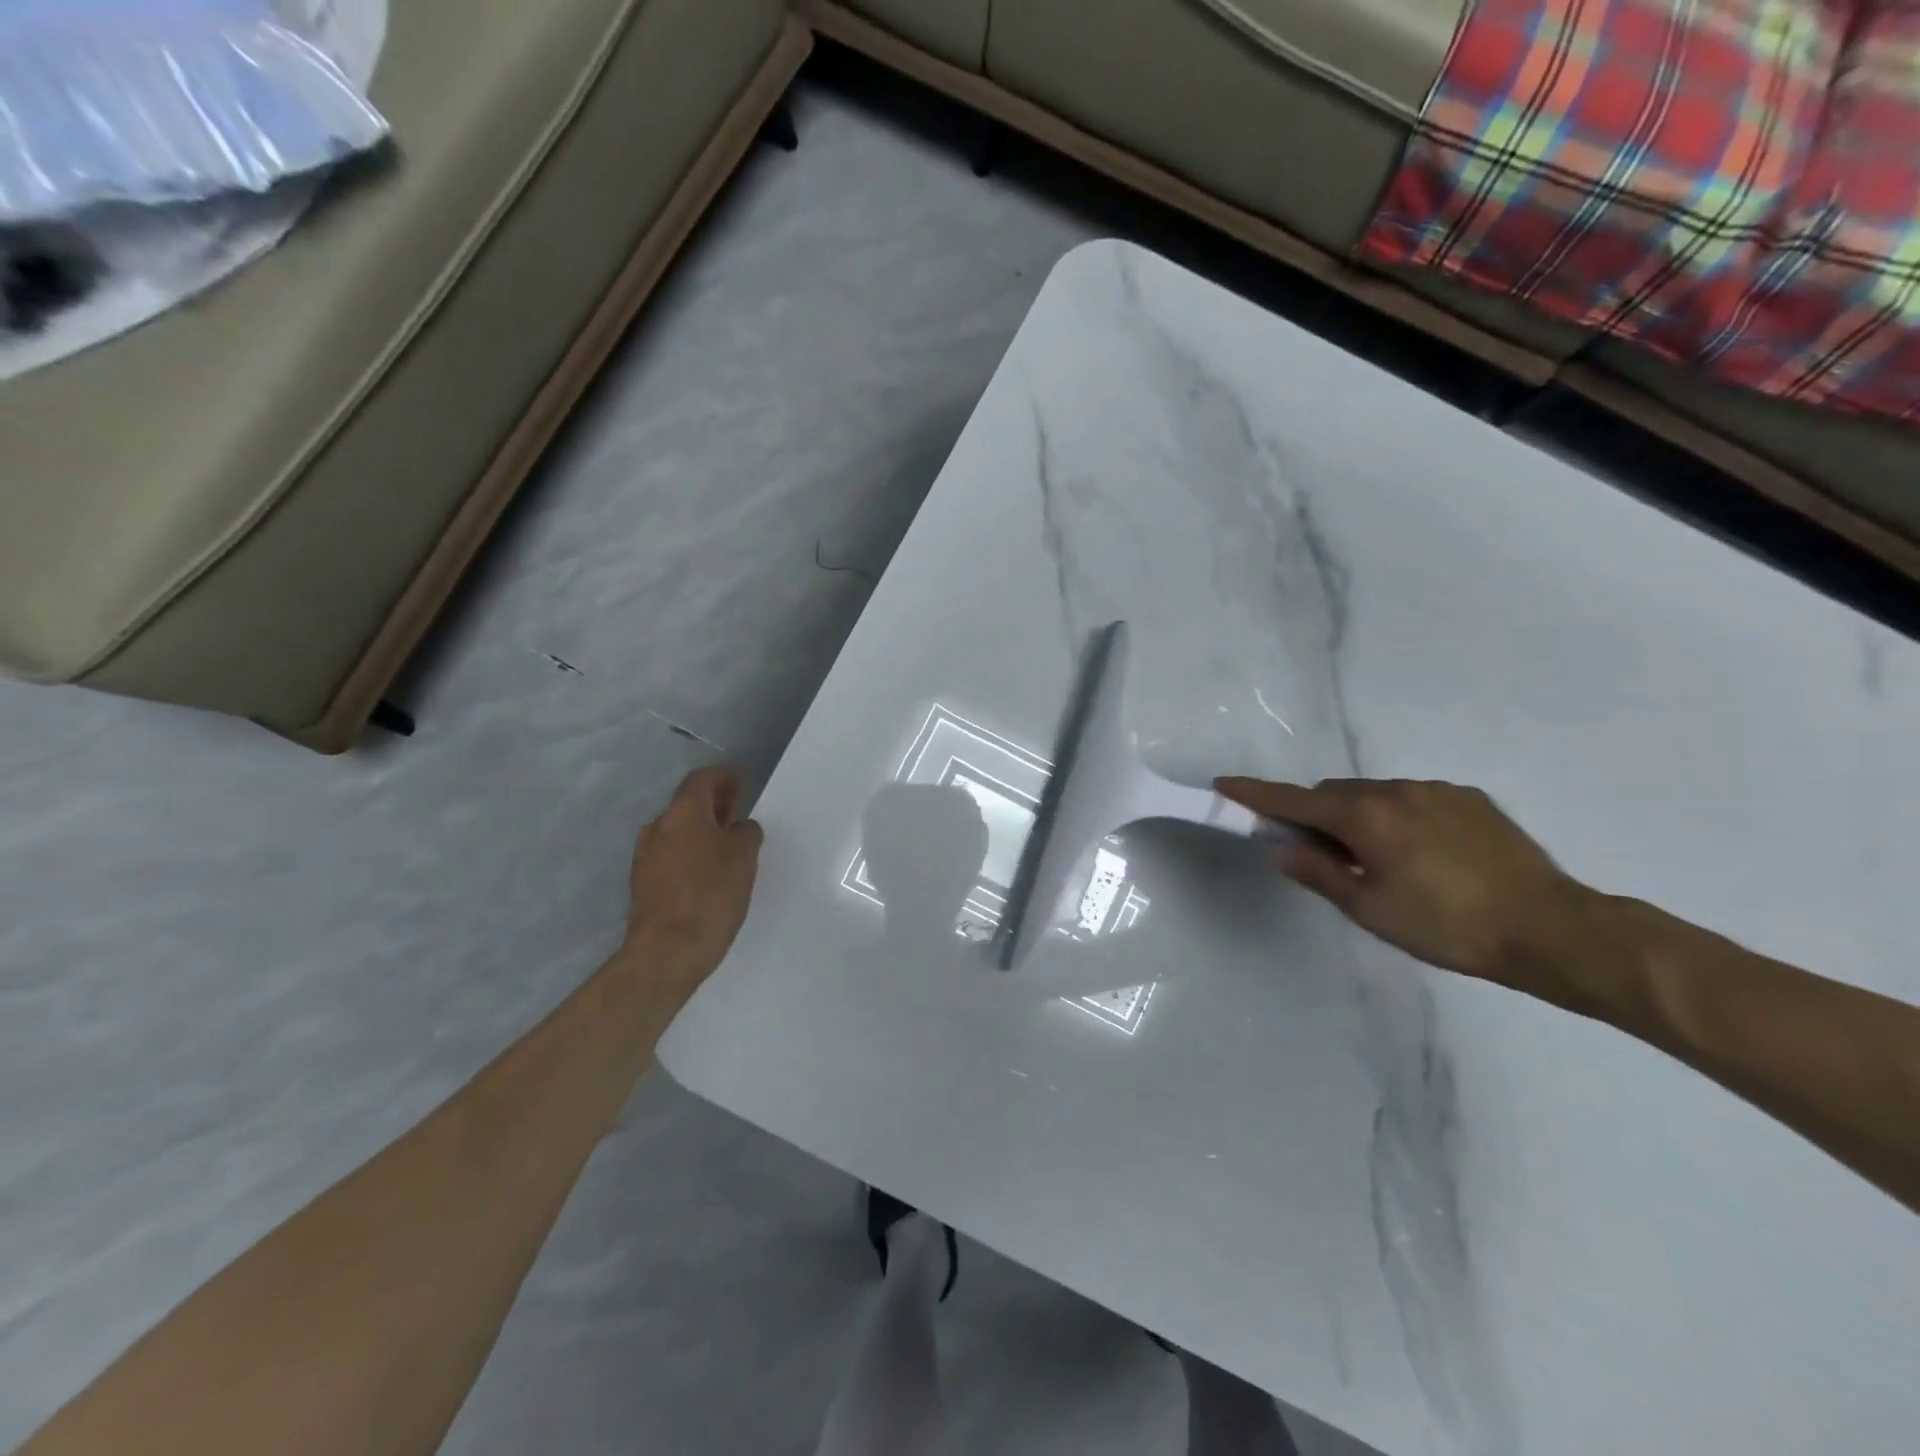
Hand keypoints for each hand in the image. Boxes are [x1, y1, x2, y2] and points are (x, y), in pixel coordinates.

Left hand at [623, 766, 764, 1005]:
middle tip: (739, 812)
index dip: (725, 776)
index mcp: (682, 814)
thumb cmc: (710, 894)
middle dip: (715, 803)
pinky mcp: (644, 883)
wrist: (667, 952)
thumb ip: (746, 833)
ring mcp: (646, 857)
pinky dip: (692, 851)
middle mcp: (658, 828)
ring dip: (703, 829)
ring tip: (729, 844)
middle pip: (688, 803)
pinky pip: (672, 854)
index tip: (744, 782)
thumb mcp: (744, 857)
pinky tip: (710, 871)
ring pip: (679, 830)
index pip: (702, 779)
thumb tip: (739, 829)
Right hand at [1216, 776, 1594, 991]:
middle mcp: (1396, 791)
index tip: (1223, 785)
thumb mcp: (1371, 910)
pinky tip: (1424, 855)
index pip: (1293, 800)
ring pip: (1374, 795)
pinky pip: (1412, 799)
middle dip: (1317, 816)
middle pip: (1333, 794)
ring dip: (1360, 817)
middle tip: (1323, 856)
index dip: (1255, 794)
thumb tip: (1282, 848)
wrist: (1552, 928)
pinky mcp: (1469, 798)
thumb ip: (1320, 873)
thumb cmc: (1448, 927)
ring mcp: (1436, 790)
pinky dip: (1398, 817)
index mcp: (1365, 818)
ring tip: (1382, 862)